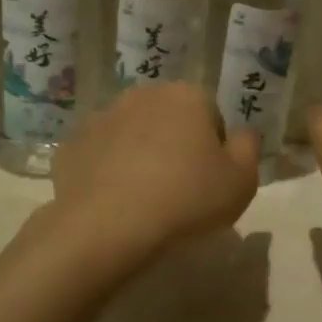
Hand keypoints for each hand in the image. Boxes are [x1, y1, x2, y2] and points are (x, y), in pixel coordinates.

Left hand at [50, 83, 259, 264]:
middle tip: (180, 190)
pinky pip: (100, 156)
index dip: (215, 151)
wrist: (108, 226)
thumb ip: (249, 148)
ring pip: (133, 135)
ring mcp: (101, 117)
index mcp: (187, 96)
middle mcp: (143, 95)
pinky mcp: (72, 145)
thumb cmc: (187, 200)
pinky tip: (114, 202)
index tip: (209, 182)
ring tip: (145, 199)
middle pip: (170, 121)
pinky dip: (108, 172)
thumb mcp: (242, 181)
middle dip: (176, 147)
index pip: (212, 117)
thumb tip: (240, 134)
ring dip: (141, 156)